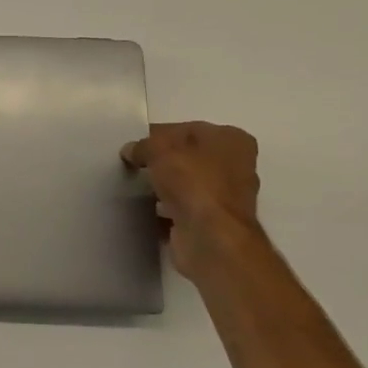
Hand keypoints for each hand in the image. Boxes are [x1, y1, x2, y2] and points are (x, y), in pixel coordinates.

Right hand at [122, 121, 261, 277]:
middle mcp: (236, 166)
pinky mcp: (213, 224)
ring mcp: (226, 198)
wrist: (210, 238)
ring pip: (186, 184)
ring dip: (164, 186)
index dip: (158, 135)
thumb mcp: (159, 150)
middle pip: (188, 157)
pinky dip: (166, 210)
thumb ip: (143, 146)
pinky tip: (144, 210)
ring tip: (134, 187)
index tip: (134, 146)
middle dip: (162, 161)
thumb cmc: (193, 182)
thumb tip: (131, 151)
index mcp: (232, 140)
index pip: (187, 129)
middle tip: (133, 165)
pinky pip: (183, 209)